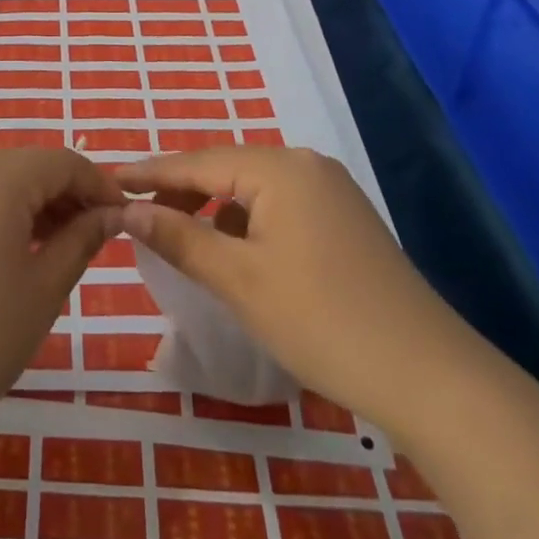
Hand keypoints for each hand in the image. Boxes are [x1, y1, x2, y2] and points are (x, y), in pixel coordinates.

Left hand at [0, 148, 122, 421]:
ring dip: (35, 203)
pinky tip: (17, 249)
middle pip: (29, 166)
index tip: (124, 216)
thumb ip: (81, 240)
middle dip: (67, 193)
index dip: (99, 184)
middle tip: (96, 235)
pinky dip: (1, 212)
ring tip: (60, 246)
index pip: (62, 161)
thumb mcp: (44, 288)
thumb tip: (110, 214)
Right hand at [114, 147, 473, 434]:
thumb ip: (179, 237)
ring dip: (214, 208)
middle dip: (181, 190)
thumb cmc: (321, 320)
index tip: (108, 180)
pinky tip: (237, 253)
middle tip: (139, 216)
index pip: (197, 162)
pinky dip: (247, 222)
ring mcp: (331, 190)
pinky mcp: (345, 219)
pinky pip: (279, 206)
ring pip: (253, 188)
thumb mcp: (239, 279)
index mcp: (279, 167)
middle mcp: (306, 164)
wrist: (430, 376)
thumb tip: (129, 209)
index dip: (150, 172)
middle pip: (225, 168)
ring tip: (182, 237)